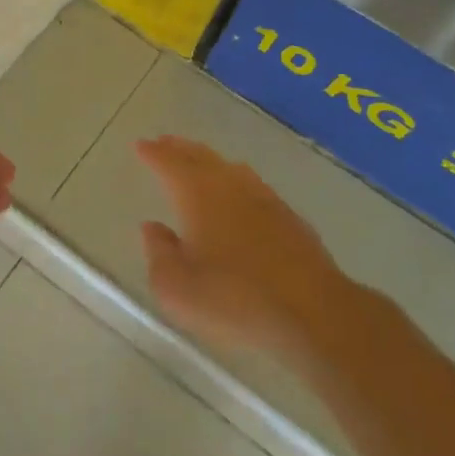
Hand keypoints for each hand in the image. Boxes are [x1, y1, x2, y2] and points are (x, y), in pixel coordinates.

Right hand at [135, 136, 354, 361]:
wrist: (313, 314)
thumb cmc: (233, 300)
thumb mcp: (177, 288)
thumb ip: (159, 253)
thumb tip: (153, 228)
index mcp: (198, 195)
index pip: (170, 163)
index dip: (153, 153)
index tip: (141, 144)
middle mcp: (231, 186)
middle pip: (201, 157)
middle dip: (180, 148)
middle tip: (165, 142)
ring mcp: (265, 199)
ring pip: (231, 169)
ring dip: (210, 162)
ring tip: (199, 162)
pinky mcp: (291, 219)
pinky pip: (255, 187)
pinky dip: (237, 182)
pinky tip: (241, 195)